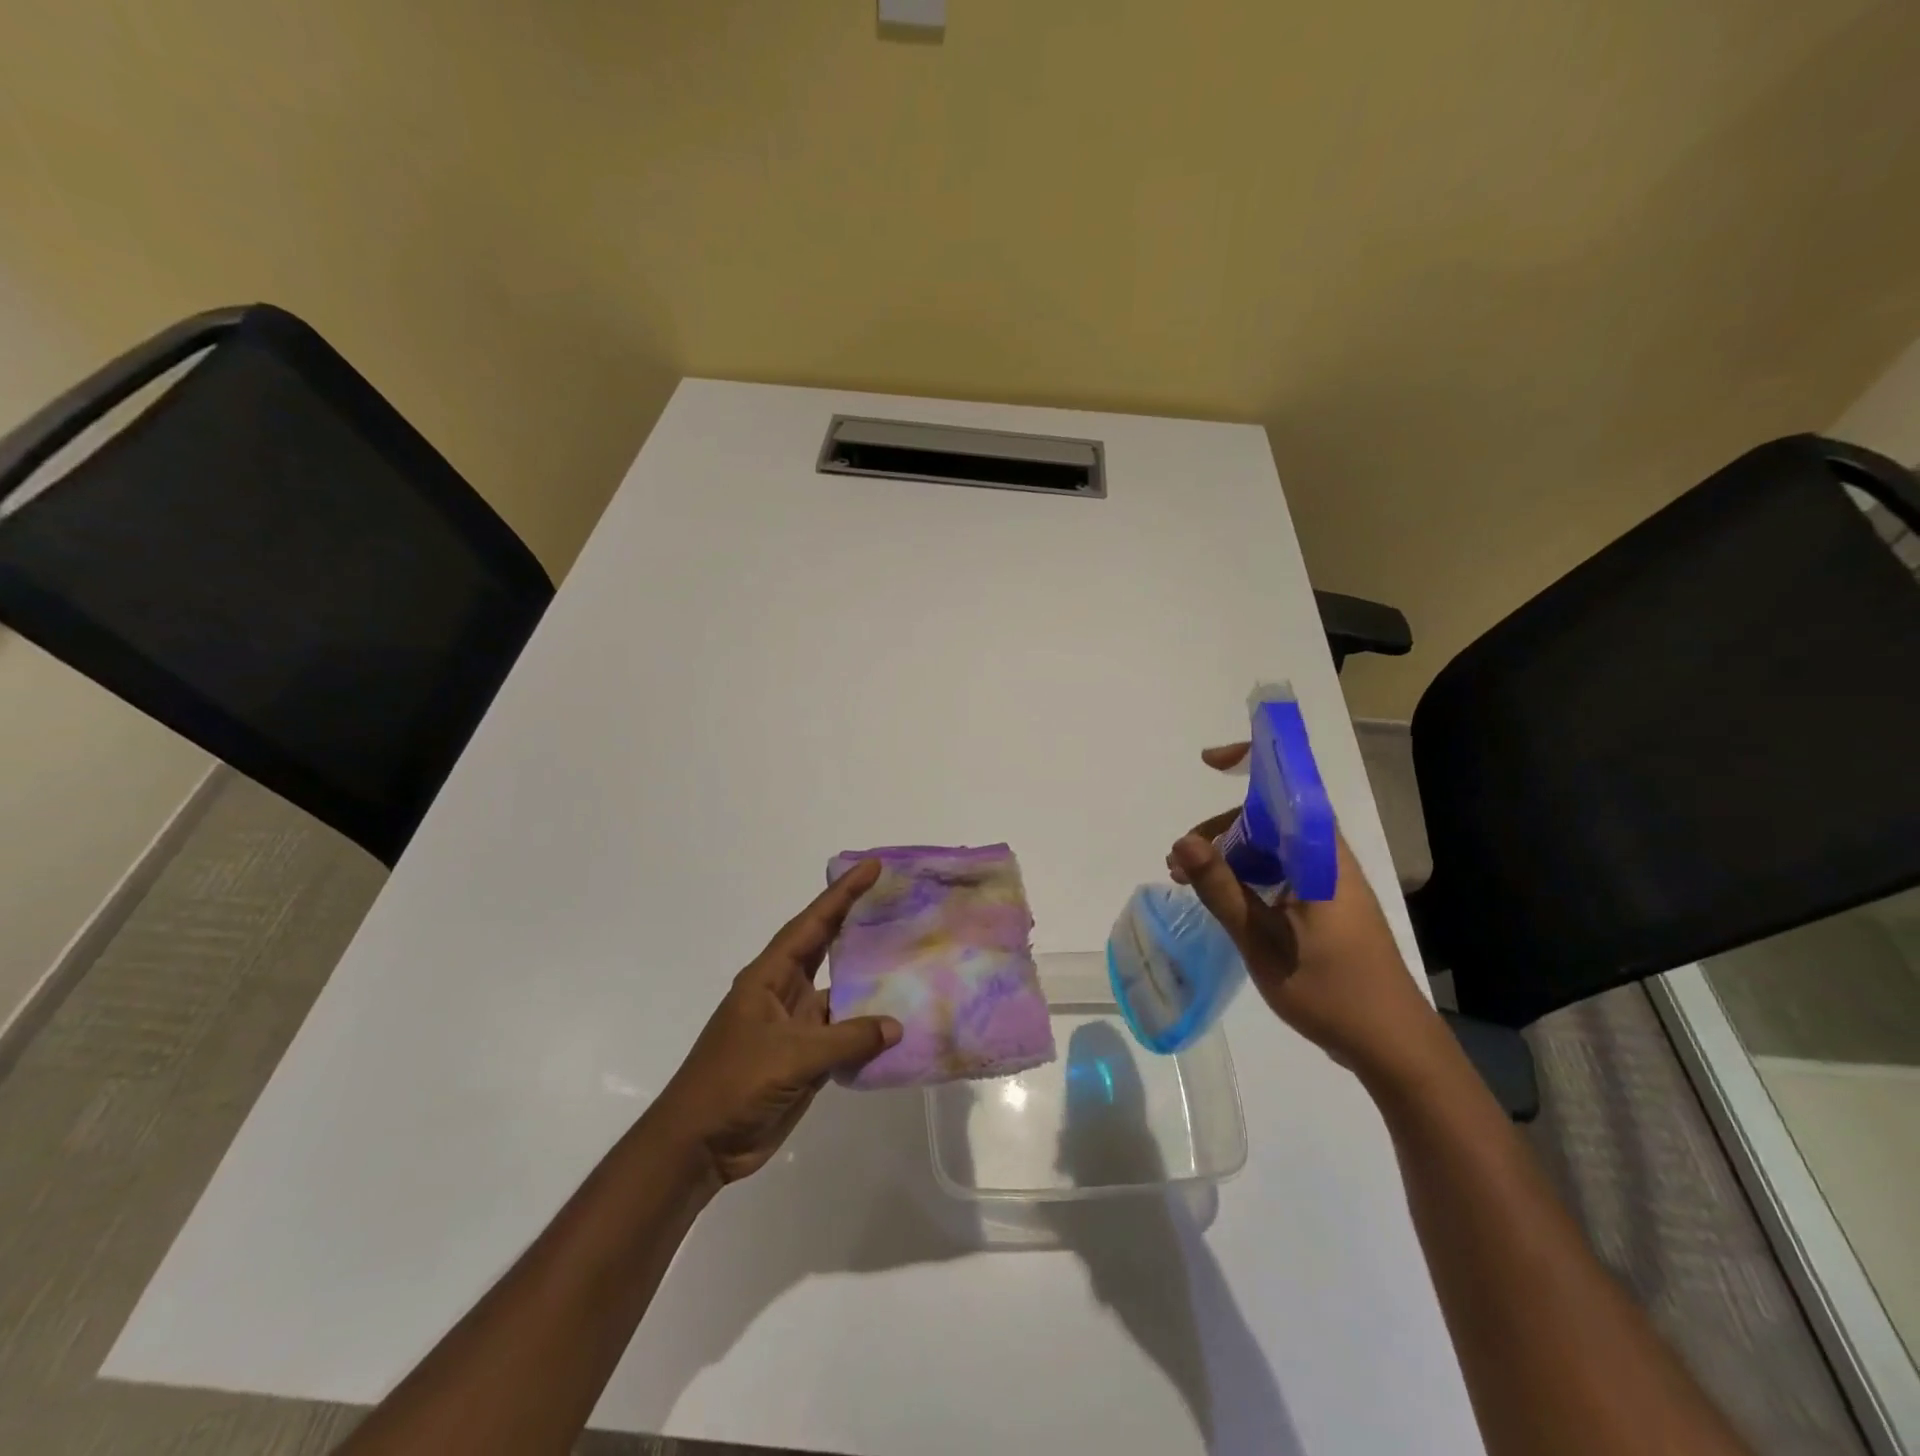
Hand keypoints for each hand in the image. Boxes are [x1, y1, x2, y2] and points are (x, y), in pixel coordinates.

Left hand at [654, 861, 900, 1184]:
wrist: (700, 1146)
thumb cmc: (733, 1084)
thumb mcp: (790, 1056)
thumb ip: (846, 1039)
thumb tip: (895, 1026)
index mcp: (769, 977)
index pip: (811, 925)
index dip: (841, 894)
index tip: (871, 867)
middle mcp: (785, 992)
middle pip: (827, 948)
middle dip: (857, 923)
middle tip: (896, 901)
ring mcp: (796, 1026)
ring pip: (840, 992)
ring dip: (868, 980)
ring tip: (908, 959)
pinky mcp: (805, 1058)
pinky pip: (843, 1034)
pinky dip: (868, 1028)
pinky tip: (898, 1024)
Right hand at [1169, 743, 1441, 1081]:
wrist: (1393, 1047)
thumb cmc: (1331, 992)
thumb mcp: (1263, 941)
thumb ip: (1223, 889)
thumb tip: (1183, 841)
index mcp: (1320, 858)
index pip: (1290, 788)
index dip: (1252, 763)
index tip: (1210, 762)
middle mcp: (1327, 860)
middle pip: (1270, 818)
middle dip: (1221, 830)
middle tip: (1180, 864)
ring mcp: (1328, 883)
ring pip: (1271, 847)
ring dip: (1229, 856)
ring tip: (1189, 884)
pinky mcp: (1325, 906)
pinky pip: (1279, 872)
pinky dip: (1246, 877)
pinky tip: (1221, 901)